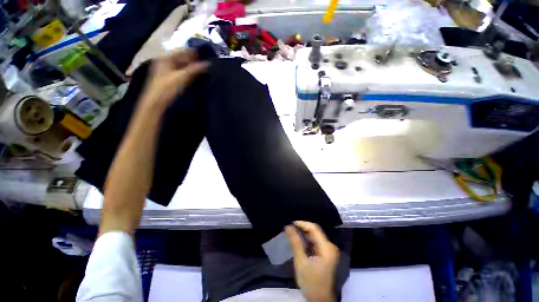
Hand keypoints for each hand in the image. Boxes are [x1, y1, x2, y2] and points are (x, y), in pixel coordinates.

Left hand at [141, 49, 208, 110]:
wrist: (156, 102)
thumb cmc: (168, 88)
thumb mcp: (182, 77)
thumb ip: (195, 69)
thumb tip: (208, 63)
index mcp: (166, 57)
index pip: (182, 51)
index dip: (194, 53)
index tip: (205, 56)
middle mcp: (165, 61)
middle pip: (181, 58)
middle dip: (193, 61)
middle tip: (205, 65)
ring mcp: (165, 70)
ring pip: (181, 65)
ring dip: (191, 68)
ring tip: (202, 71)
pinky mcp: (167, 78)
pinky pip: (180, 72)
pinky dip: (187, 73)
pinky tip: (194, 77)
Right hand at [286, 221, 338, 301]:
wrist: (319, 300)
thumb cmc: (310, 282)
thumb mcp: (300, 262)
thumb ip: (295, 242)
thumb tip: (288, 226)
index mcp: (327, 248)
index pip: (314, 228)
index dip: (302, 223)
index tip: (290, 223)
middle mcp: (330, 246)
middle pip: (315, 231)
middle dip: (302, 228)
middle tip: (289, 228)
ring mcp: (328, 250)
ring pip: (314, 236)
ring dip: (303, 234)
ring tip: (292, 232)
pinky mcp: (325, 254)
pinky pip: (315, 242)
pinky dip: (306, 240)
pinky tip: (298, 241)